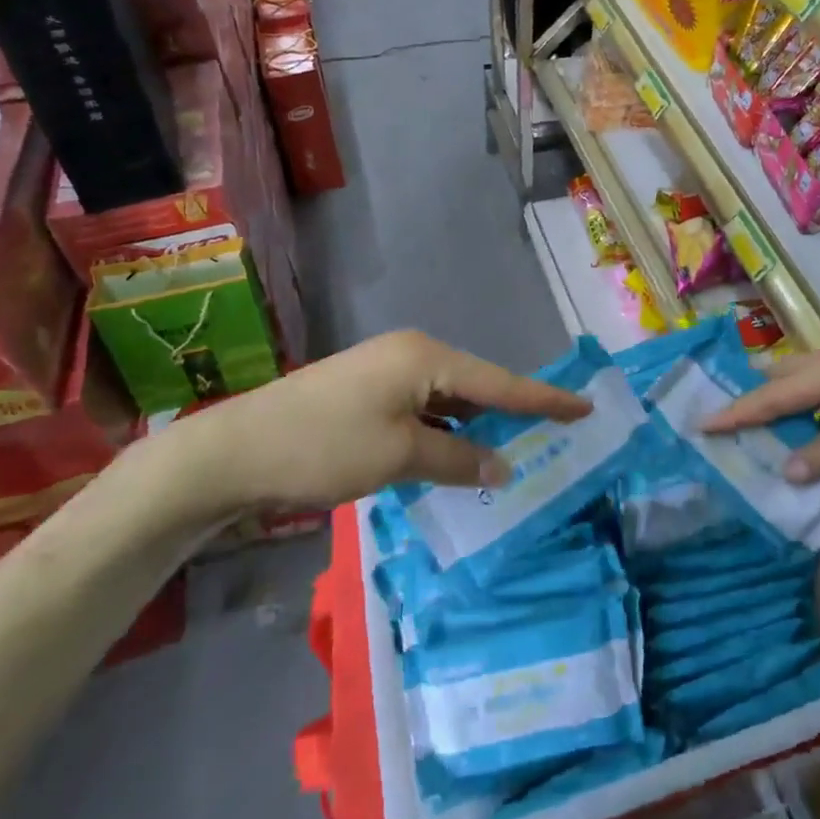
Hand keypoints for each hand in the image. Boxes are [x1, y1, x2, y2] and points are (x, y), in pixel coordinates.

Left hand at [166, 332, 590, 519]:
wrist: (234, 451)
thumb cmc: (324, 446)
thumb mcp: (399, 457)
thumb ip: (457, 459)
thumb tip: (501, 463)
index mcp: (425, 357)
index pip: (499, 381)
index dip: (544, 398)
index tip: (585, 406)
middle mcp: (411, 355)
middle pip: (476, 385)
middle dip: (511, 412)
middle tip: (555, 434)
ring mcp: (386, 372)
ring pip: (448, 400)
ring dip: (475, 426)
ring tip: (515, 449)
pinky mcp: (366, 394)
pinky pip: (422, 410)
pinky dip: (444, 432)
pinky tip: (458, 455)